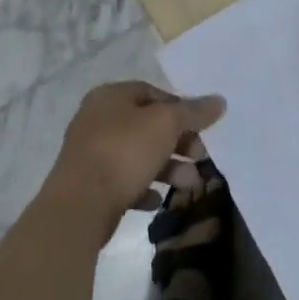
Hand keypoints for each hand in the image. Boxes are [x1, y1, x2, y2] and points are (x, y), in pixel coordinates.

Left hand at [48, 81, 226, 229]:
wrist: (79, 206)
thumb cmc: (124, 152)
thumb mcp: (166, 124)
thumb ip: (193, 112)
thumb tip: (219, 101)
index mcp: (110, 96)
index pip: (152, 93)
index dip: (179, 108)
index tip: (200, 127)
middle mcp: (97, 120)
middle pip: (147, 126)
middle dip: (178, 143)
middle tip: (200, 157)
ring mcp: (91, 155)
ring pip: (138, 156)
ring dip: (167, 169)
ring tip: (189, 185)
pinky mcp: (89, 186)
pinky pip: (123, 182)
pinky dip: (143, 188)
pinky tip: (157, 200)